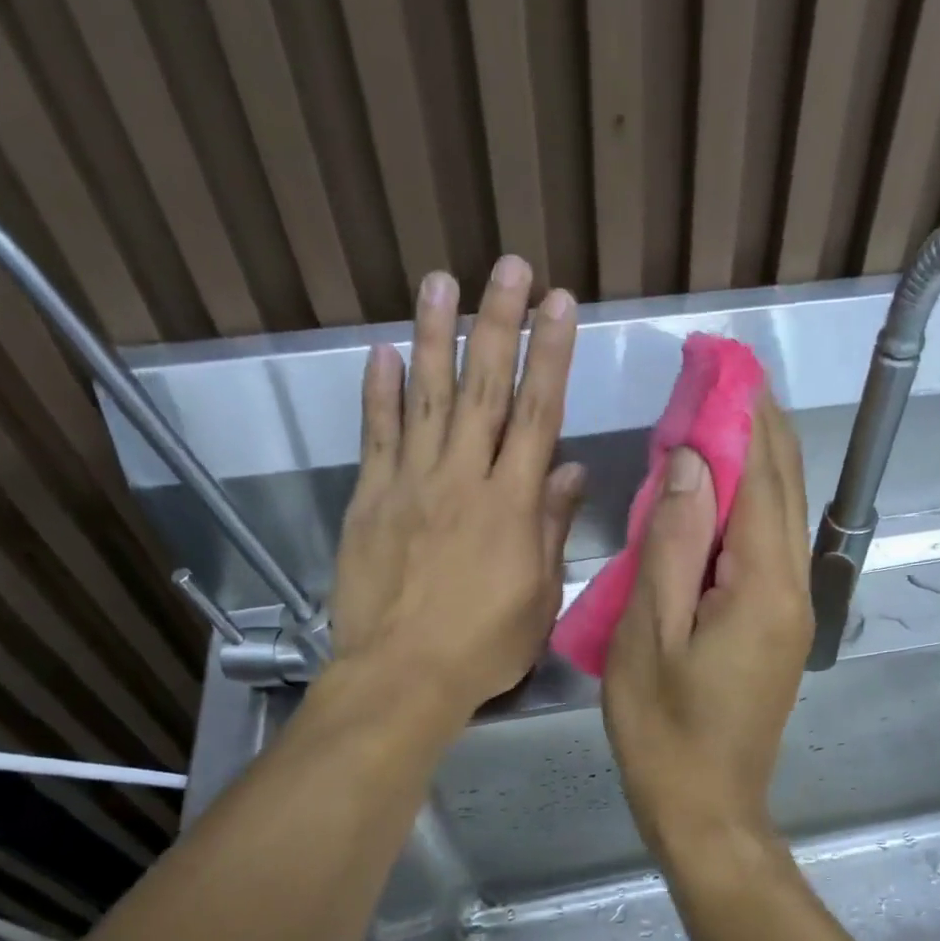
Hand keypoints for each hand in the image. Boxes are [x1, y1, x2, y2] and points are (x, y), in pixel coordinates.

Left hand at [329, 258, 584, 717]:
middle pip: (484, 388)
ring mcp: (411, 484)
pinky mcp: (371, 499)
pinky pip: (377, 435)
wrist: (402, 675)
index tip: (559, 303)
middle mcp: (463, 478)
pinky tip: (383, 353)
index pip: (537, 414)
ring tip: (441, 281)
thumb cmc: (484, 646)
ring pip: (427, 397)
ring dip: (435, 336)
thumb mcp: (539, 597)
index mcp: (512, 505)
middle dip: (500, 322)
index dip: (550, 354)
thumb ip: (552, 528)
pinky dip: (380, 392)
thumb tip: (569, 471)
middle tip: (508, 265)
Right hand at [602, 394, 813, 852]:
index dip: (743, 415)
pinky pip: (769, 551)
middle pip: (785, 489)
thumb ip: (675, 545)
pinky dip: (748, 510)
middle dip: (758, 426)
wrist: (706, 807)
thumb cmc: (664, 729)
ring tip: (715, 419)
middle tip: (721, 376)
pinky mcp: (778, 629)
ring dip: (755, 464)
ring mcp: (792, 611)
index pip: (764, 476)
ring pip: (782, 517)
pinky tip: (716, 498)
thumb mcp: (648, 634)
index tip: (721, 363)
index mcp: (764, 585)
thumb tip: (697, 463)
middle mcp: (794, 588)